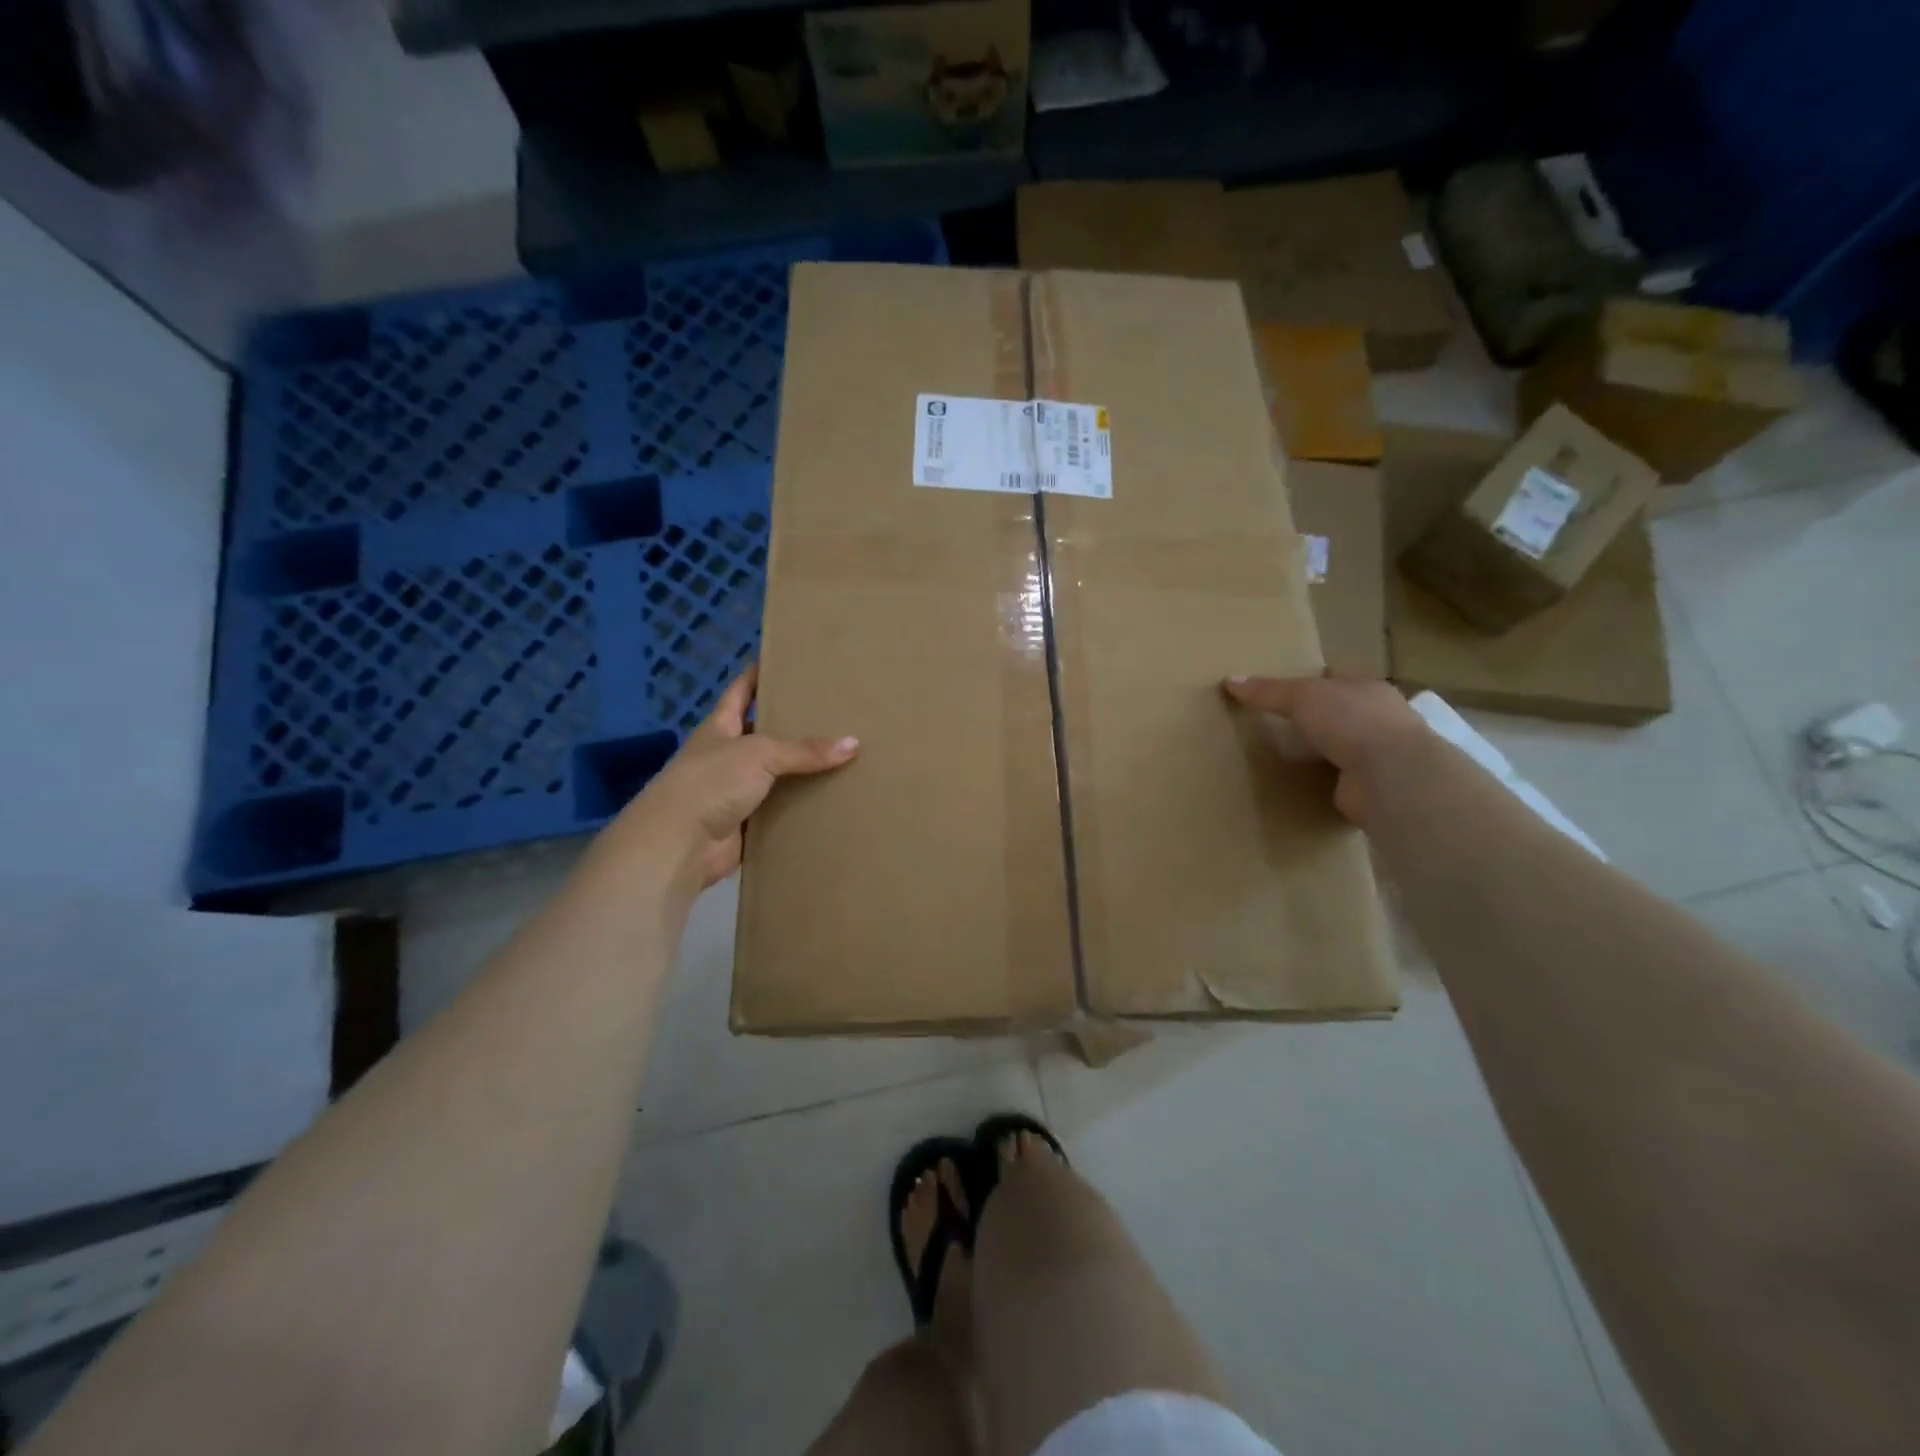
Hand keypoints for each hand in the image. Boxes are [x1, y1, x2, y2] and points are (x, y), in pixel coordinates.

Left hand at [601, 666, 857, 892]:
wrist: (679, 844)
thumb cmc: (711, 781)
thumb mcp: (760, 754)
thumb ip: (805, 750)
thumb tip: (853, 743)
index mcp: (720, 727)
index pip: (741, 691)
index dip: (758, 674)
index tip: (784, 660)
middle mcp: (726, 755)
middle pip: (763, 733)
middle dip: (792, 725)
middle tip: (833, 711)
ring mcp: (734, 790)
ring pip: (775, 774)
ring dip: (801, 770)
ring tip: (842, 754)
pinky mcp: (746, 822)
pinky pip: (780, 809)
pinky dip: (800, 807)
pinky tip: (830, 799)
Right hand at [1222, 674, 1427, 825]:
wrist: (1390, 776)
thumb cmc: (1352, 721)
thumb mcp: (1302, 697)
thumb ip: (1267, 691)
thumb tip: (1229, 679)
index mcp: (1368, 689)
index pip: (1338, 677)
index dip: (1314, 678)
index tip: (1286, 687)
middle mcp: (1379, 719)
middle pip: (1341, 711)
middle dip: (1317, 717)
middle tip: (1278, 722)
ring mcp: (1378, 755)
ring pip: (1343, 746)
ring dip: (1322, 751)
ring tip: (1285, 755)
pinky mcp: (1371, 787)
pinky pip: (1340, 779)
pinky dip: (1324, 781)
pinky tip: (1301, 783)